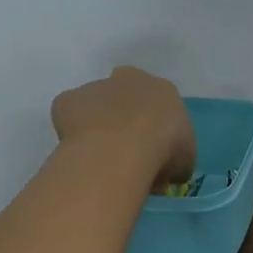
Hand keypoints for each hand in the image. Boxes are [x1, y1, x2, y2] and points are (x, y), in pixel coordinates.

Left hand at [50, 66, 195, 189]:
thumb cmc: (162, 151)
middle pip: (126, 96)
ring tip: (100, 160)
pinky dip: (72, 133)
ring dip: (98, 126)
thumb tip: (165, 173)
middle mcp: (129, 79)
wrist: (120, 149)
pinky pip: (69, 117)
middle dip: (125, 119)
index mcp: (163, 90)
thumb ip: (174, 160)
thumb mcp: (184, 162)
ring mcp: (96, 87)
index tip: (152, 153)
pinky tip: (80, 154)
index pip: (160, 106)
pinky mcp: (68, 100)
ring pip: (96, 106)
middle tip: (125, 153)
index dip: (156, 130)